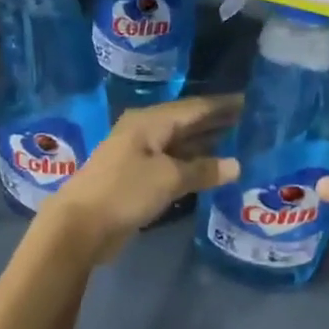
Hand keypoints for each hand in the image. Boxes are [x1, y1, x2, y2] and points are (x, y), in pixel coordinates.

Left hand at [44, 95, 240, 259]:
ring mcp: (138, 156)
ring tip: (237, 143)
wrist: (80, 226)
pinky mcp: (137, 179)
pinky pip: (171, 165)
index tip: (249, 101)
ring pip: (179, 144)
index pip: (193, 107)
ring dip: (205, 145)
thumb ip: (203, 170)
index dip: (221, 105)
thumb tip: (236, 165)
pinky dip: (192, 165)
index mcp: (149, 122)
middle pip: (186, 123)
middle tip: (249, 121)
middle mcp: (144, 132)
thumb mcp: (168, 178)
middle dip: (215, 122)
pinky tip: (211, 170)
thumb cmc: (125, 191)